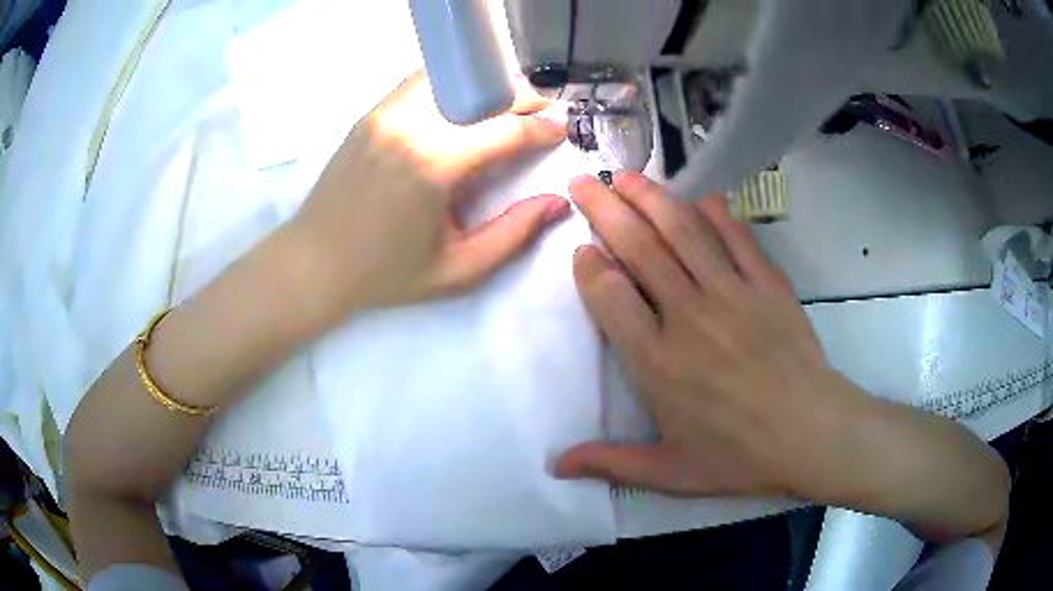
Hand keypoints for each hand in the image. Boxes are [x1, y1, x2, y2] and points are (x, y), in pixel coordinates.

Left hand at [290, 73, 568, 319]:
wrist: (314, 261)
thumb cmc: (385, 273)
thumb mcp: (457, 269)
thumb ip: (514, 235)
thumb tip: (558, 203)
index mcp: (435, 164)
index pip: (506, 129)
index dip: (542, 128)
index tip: (562, 131)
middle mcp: (412, 125)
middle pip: (484, 93)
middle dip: (524, 98)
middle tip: (544, 111)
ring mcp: (388, 113)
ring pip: (454, 78)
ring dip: (489, 87)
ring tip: (508, 104)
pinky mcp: (373, 113)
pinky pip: (423, 83)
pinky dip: (453, 85)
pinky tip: (464, 103)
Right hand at [555, 172, 865, 499]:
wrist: (812, 433)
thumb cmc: (740, 457)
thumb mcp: (670, 473)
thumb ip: (612, 463)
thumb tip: (557, 466)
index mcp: (657, 363)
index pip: (610, 296)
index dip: (590, 266)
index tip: (582, 250)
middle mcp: (688, 316)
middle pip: (638, 248)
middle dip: (605, 209)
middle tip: (585, 182)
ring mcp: (732, 293)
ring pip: (682, 231)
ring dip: (650, 198)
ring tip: (626, 176)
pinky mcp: (767, 283)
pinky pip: (736, 237)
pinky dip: (714, 212)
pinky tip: (698, 195)